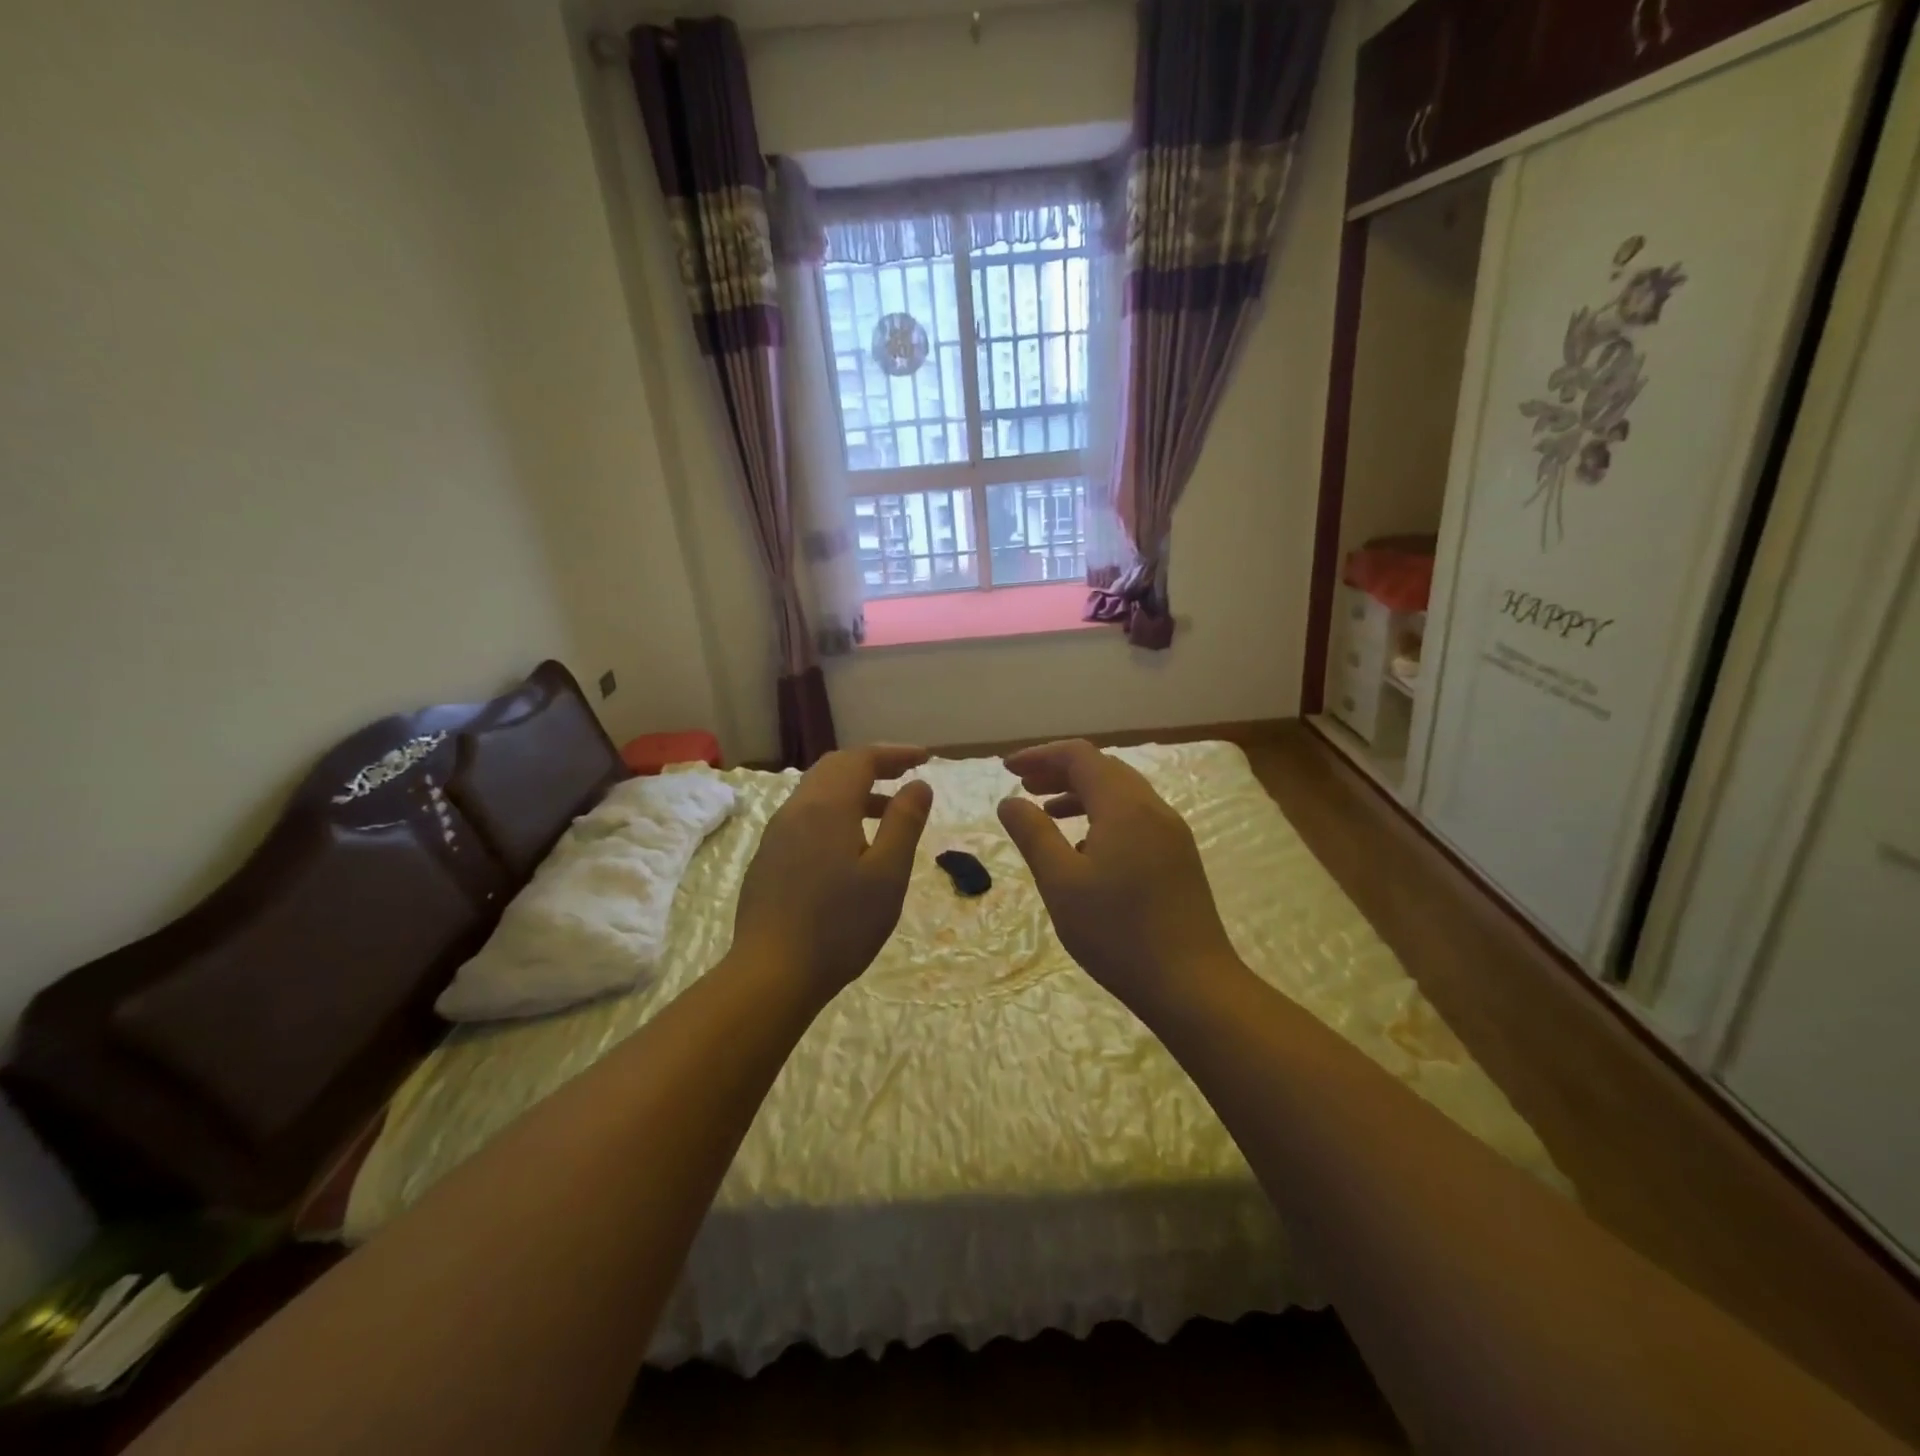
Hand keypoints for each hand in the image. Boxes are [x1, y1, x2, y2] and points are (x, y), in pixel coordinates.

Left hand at [732, 745, 933, 999]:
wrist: (771, 974)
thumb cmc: (840, 925)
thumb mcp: (887, 874)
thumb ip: (905, 822)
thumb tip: (919, 785)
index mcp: (827, 806)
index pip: (862, 759)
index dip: (895, 753)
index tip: (925, 758)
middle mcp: (797, 809)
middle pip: (835, 767)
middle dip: (873, 764)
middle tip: (906, 775)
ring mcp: (777, 834)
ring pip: (818, 792)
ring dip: (854, 789)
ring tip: (887, 811)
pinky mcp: (768, 858)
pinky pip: (806, 815)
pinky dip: (836, 811)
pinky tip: (851, 844)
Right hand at [998, 740, 1236, 1010]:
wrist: (1192, 985)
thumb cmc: (1118, 932)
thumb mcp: (1061, 882)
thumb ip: (1033, 834)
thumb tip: (1010, 801)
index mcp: (1124, 806)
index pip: (1080, 756)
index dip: (1041, 756)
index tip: (1007, 770)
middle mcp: (1154, 809)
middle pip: (1103, 769)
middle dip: (1060, 771)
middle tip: (1023, 787)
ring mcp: (1172, 834)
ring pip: (1122, 794)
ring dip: (1081, 794)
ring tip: (1047, 813)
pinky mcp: (1179, 858)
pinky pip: (1136, 818)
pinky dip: (1103, 816)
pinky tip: (1086, 849)